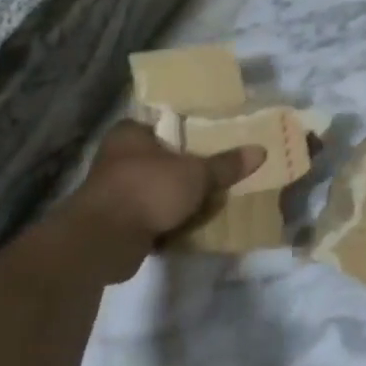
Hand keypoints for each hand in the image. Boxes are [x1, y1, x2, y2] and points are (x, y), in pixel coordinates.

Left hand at [72, 123, 263, 272]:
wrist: (105, 240)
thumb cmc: (149, 189)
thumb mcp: (196, 174)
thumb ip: (226, 165)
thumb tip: (261, 151)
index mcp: (130, 133)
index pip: (163, 125)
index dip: (187, 134)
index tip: (211, 144)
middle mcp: (116, 157)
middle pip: (161, 159)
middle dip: (185, 171)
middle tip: (216, 176)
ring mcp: (112, 191)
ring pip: (155, 190)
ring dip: (176, 199)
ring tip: (208, 203)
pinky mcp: (114, 222)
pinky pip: (148, 217)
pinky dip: (165, 222)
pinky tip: (188, 227)